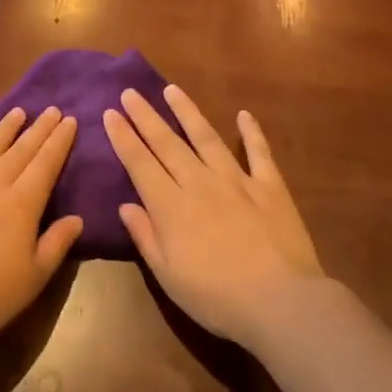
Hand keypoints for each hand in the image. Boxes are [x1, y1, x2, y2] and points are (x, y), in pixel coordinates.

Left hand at [0, 106, 82, 350]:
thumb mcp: (34, 276)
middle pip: (19, 151)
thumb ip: (56, 243)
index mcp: (21, 204)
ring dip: (1, 131)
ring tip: (16, 112)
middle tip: (52, 109)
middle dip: (38, 129)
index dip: (59, 142)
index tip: (70, 120)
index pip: (45, 164)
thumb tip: (76, 218)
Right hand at [103, 85, 323, 347]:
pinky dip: (252, 132)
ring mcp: (236, 180)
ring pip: (206, 137)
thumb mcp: (168, 276)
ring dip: (187, 112)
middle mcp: (199, 183)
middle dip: (146, 116)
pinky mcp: (269, 186)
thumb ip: (145, 236)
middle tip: (131, 92)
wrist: (280, 302)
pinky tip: (244, 114)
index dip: (124, 137)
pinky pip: (259, 152)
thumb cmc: (216, 297)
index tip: (111, 113)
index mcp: (171, 206)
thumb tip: (126, 205)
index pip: (140, 163)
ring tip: (172, 90)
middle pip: (167, 143)